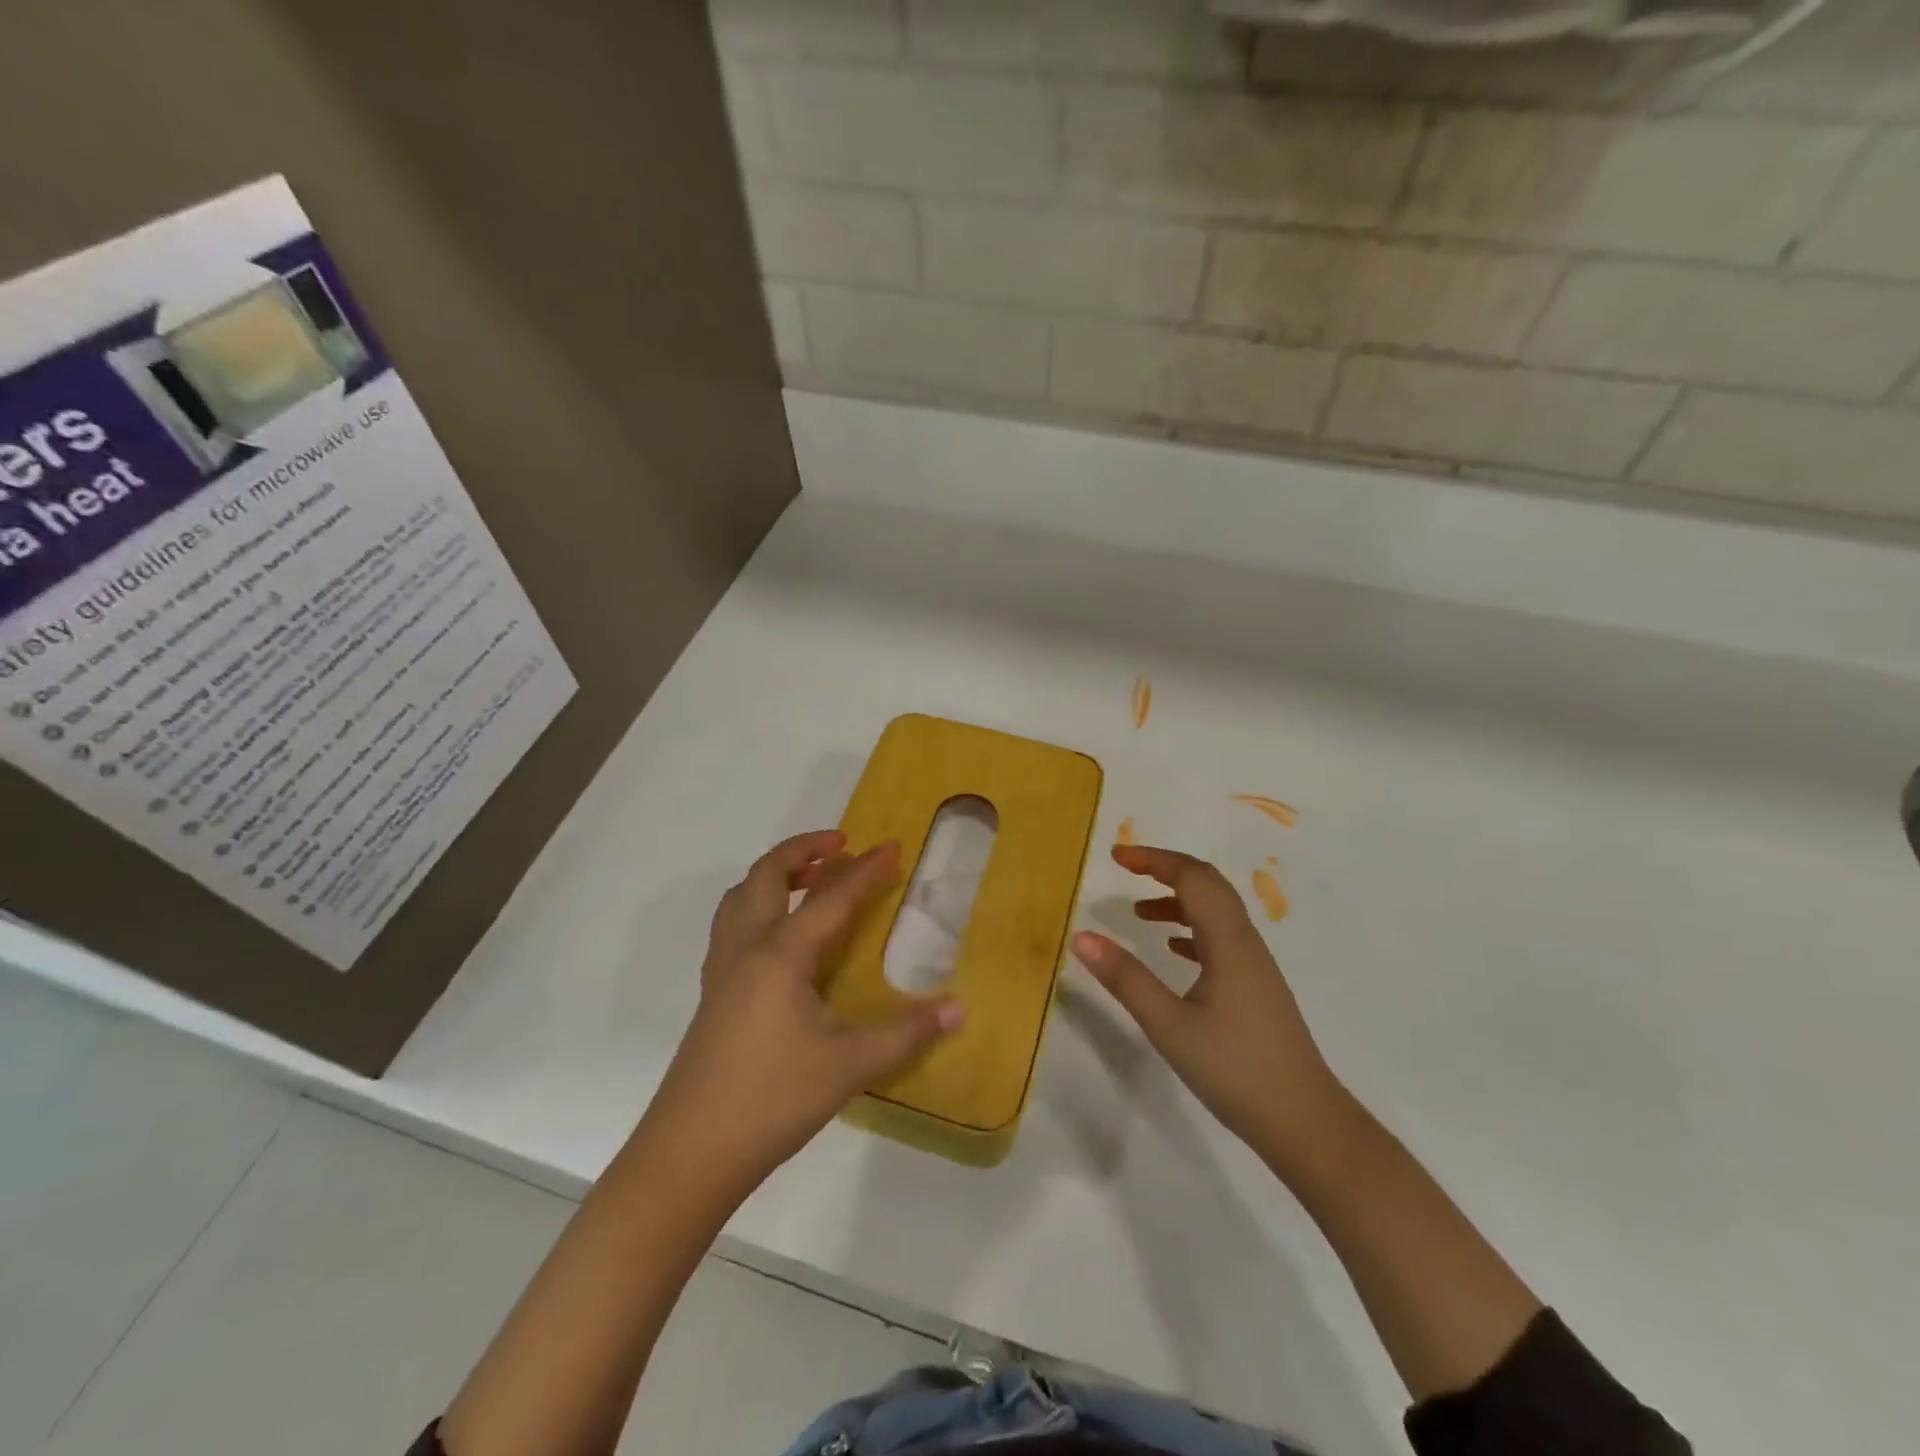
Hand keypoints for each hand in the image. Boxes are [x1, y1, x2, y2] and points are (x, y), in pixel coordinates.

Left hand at [648, 831, 963, 1193]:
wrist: (690, 1153)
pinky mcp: (712, 994)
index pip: (831, 898)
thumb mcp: (849, 1066)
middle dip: (803, 849)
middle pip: (767, 876)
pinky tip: (778, 935)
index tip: (892, 846)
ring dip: (774, 874)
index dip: (865, 870)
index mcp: (780, 954)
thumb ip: (907, 1033)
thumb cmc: (773, 1100)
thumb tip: (960, 1008)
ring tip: (809, 876)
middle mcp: (746, 949)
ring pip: (740, 897)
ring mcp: (722, 971)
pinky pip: (731, 925)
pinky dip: (756, 905)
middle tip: (840, 843)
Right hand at [1071, 843, 1347, 1173]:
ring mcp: (1255, 966)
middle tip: (1126, 870)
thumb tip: (1081, 936)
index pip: (1192, 877)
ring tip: (1139, 914)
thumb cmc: (1235, 1069)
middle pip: (1208, 885)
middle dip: (1166, 870)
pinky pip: (1222, 939)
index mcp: (1228, 941)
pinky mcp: (1257, 988)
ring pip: (1216, 912)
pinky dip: (1193, 929)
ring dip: (1178, 901)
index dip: (1154, 859)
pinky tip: (1174, 950)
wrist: (1305, 1122)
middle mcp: (1246, 943)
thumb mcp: (1168, 1025)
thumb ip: (1126, 978)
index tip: (1116, 857)